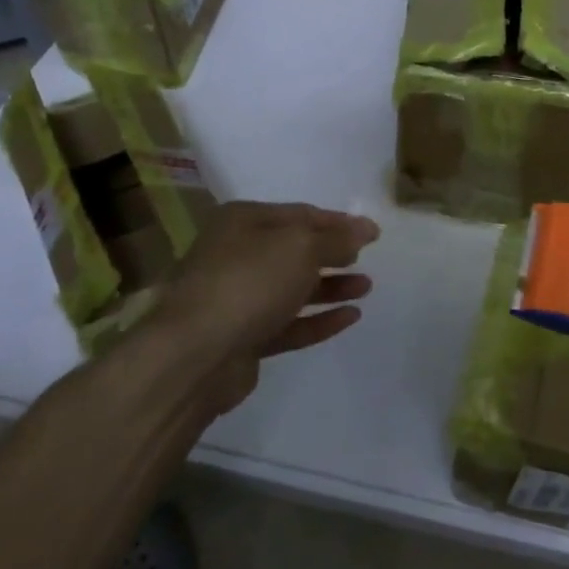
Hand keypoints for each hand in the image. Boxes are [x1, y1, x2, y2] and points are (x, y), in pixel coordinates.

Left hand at [119, 201, 377, 421]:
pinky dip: (318, 319)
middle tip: (366, 259)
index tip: (373, 233)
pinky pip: (289, 324)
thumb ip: (337, 239)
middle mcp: (237, 255)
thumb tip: (365, 229)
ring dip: (330, 287)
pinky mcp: (244, 338)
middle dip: (333, 254)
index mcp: (243, 222)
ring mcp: (238, 299)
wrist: (196, 355)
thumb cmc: (249, 282)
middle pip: (294, 251)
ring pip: (292, 289)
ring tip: (366, 287)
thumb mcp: (301, 248)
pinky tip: (351, 317)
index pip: (300, 214)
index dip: (338, 222)